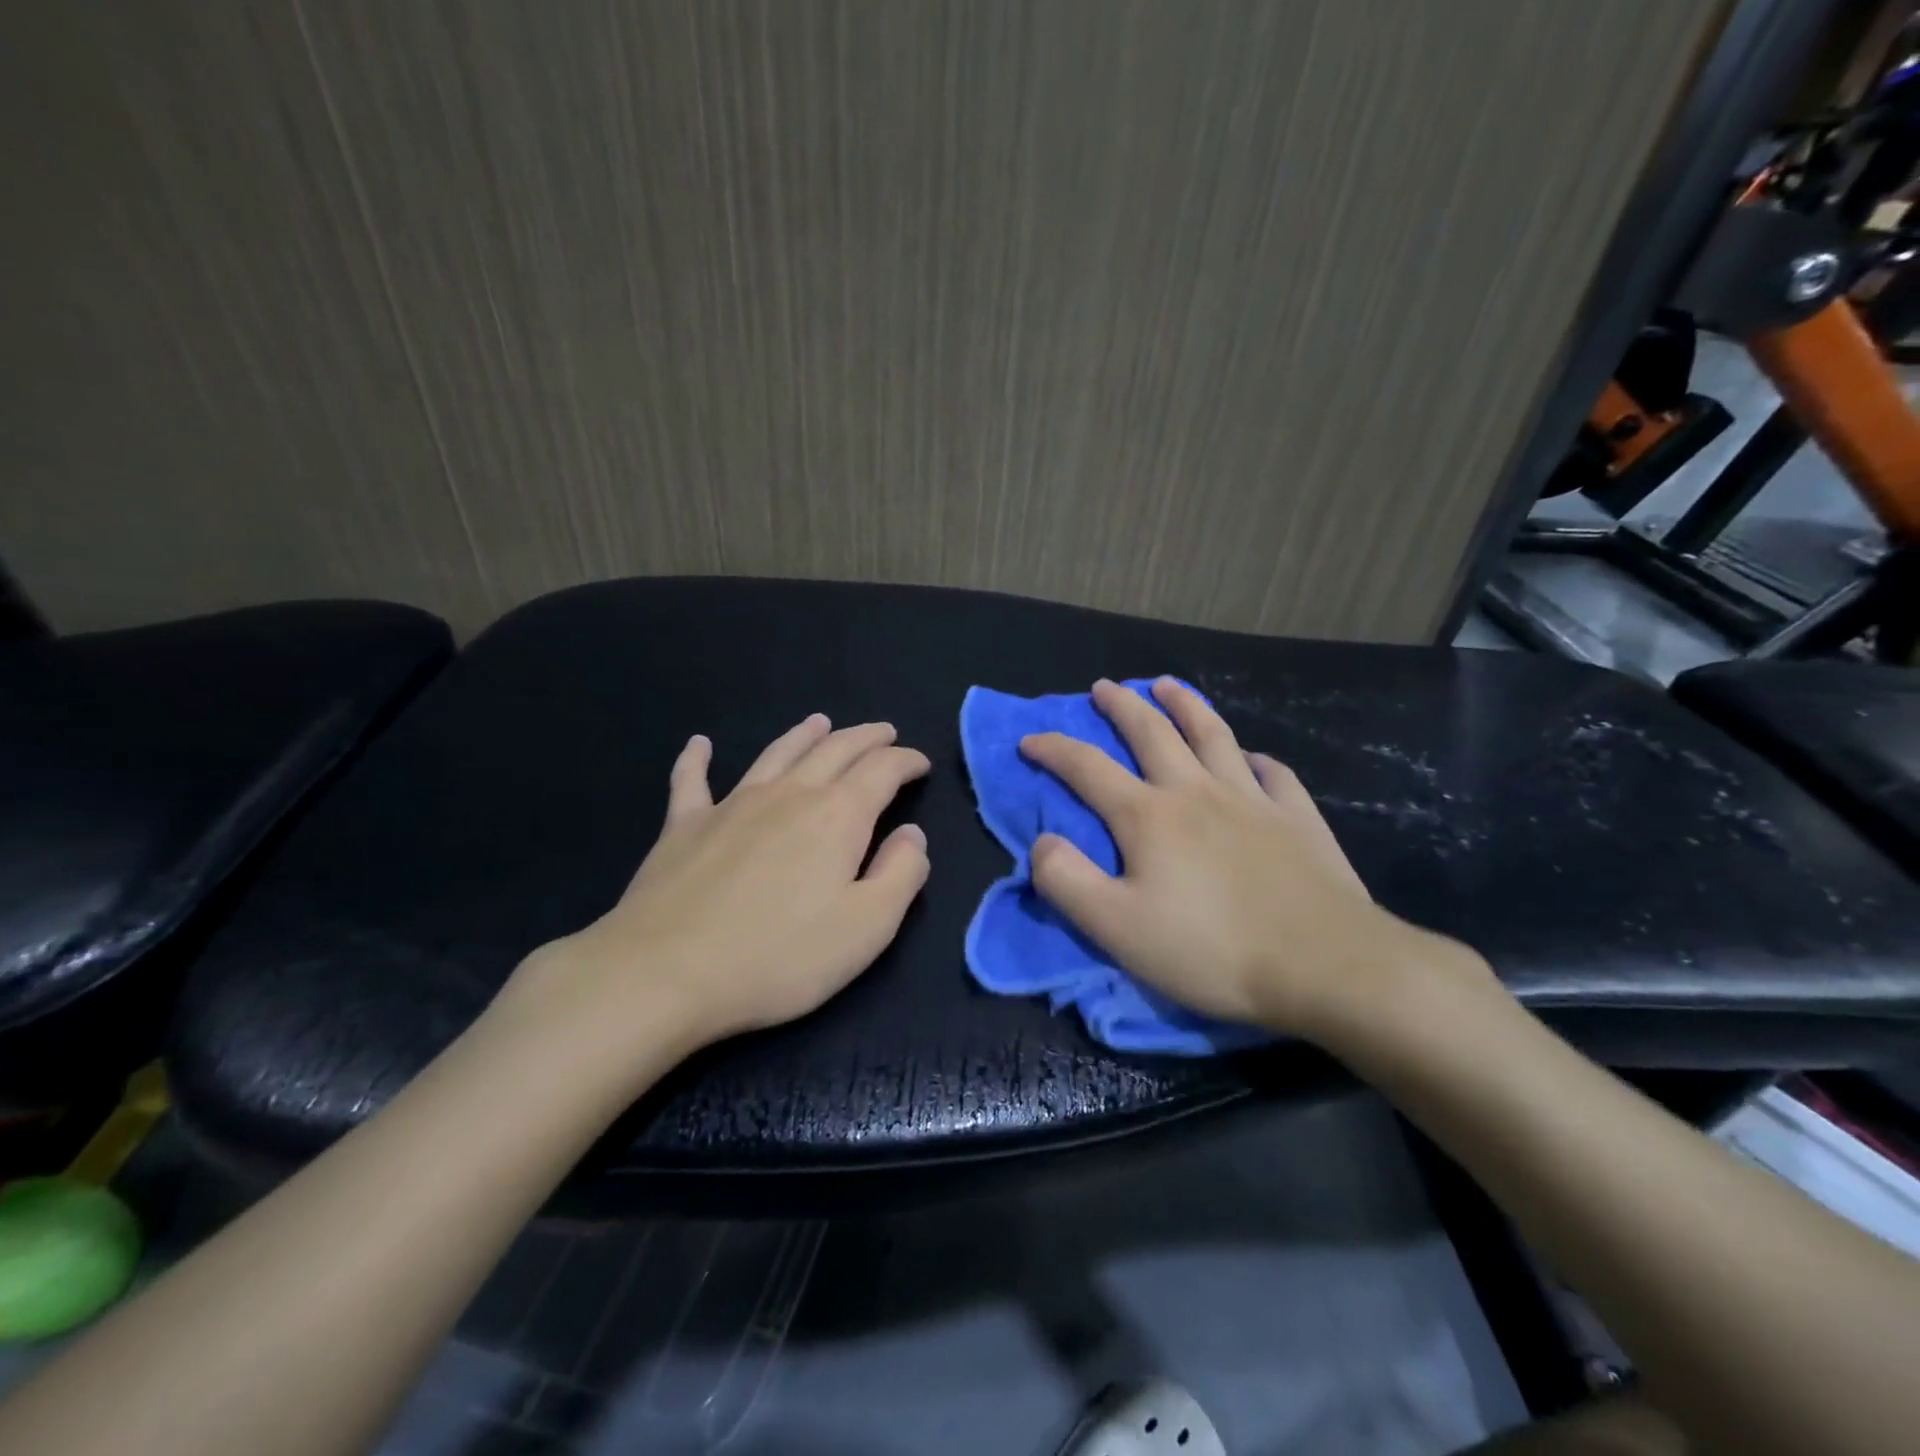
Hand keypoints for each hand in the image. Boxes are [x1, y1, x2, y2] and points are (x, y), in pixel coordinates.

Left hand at [502, 714, 930, 1069]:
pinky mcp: (684, 826)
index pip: (881, 771)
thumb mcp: (867, 927)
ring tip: (820, 722)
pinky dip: (698, 758)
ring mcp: (731, 805)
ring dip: (802, 735)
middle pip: (834, 750)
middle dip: (866, 738)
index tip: (920, 763)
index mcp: (837, 816)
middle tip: (884, 732)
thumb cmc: (778, 957)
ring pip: (776, 754)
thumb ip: (901, 874)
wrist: (664, 973)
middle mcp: (788, 795)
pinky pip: (692, 780)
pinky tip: (699, 744)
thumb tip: (912, 835)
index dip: (905, 761)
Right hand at [1020, 678, 1467, 1041]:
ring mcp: (1252, 799)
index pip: (1087, 768)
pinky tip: (1250, 757)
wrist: (1326, 965)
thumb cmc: (1211, 949)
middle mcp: (1196, 791)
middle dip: (1122, 705)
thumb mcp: (1116, 928)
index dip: (1053, 749)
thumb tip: (1041, 841)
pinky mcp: (1297, 818)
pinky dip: (1254, 758)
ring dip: (1185, 705)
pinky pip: (1272, 773)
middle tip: (1104, 687)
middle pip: (1151, 732)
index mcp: (1148, 816)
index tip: (1029, 739)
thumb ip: (1066, 881)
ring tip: (1167, 685)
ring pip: (1212, 735)